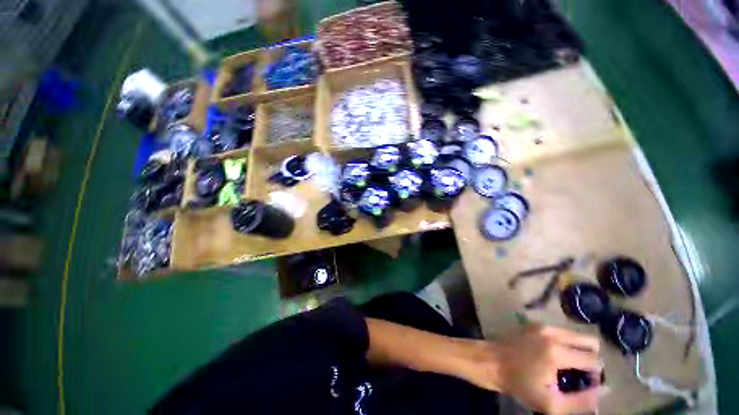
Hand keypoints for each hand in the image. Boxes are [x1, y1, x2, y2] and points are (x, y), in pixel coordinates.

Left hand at [464, 324, 603, 413]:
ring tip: (566, 366)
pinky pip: (561, 332)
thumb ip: (583, 400)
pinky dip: (565, 343)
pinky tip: (553, 356)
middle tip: (578, 374)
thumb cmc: (519, 384)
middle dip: (591, 359)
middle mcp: (552, 333)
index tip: (584, 385)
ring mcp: (542, 325)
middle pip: (589, 341)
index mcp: (557, 352)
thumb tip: (606, 389)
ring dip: (578, 350)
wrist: (491, 361)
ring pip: (576, 335)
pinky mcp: (534, 323)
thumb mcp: (552, 404)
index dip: (596, 375)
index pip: (594, 360)